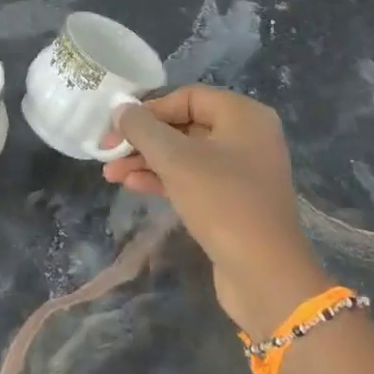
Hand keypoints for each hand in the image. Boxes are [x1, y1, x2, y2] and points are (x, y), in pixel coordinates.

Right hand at [103, 87, 329, 337]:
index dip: (150, 109)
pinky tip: (133, 186)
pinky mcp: (234, 201)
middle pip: (185, 125)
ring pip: (186, 155)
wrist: (265, 275)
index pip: (187, 97)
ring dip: (147, 161)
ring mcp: (243, 171)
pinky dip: (164, 179)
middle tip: (108, 153)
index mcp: (243, 115)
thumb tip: (121, 108)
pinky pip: (194, 179)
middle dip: (143, 139)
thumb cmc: (222, 202)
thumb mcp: (175, 159)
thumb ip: (143, 128)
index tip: (118, 128)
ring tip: (112, 174)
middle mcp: (248, 136)